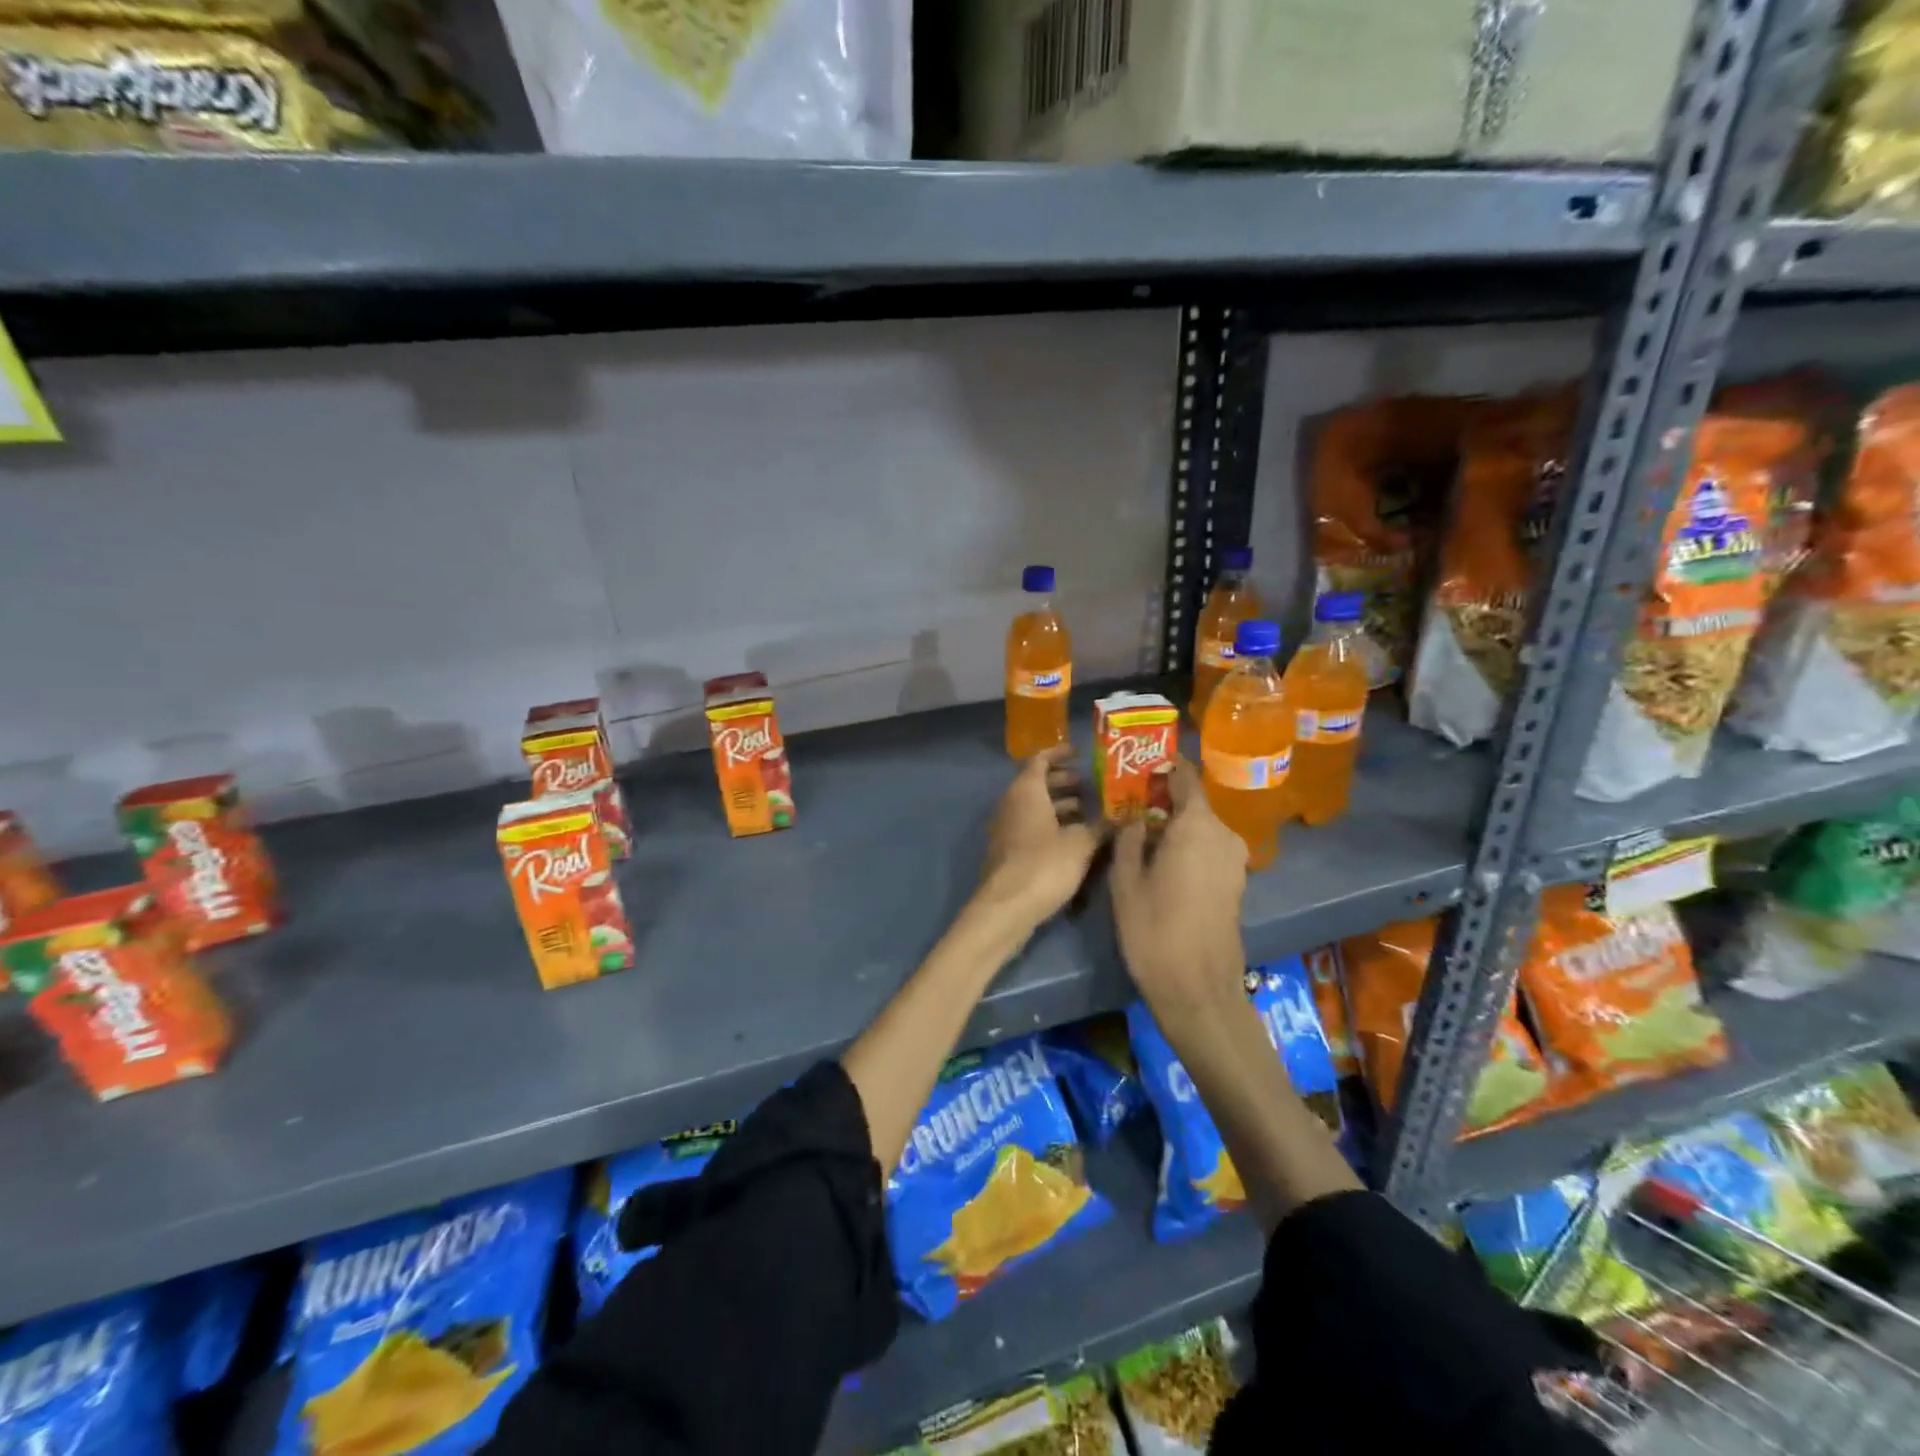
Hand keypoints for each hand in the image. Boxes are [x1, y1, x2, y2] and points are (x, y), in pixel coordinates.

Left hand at [977, 745, 1106, 928]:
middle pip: (1036, 783)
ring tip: (1089, 812)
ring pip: (1034, 807)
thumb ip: (1101, 827)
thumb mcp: (1081, 843)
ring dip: (1059, 806)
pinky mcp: (1008, 851)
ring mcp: (1007, 828)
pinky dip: (1051, 825)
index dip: (1060, 753)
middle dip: (1063, 782)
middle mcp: (1011, 803)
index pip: (1040, 759)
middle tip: (1090, 786)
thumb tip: (1122, 818)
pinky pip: (1031, 826)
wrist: (1007, 907)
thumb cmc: (1044, 865)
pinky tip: (1074, 839)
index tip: (1080, 753)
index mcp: (1026, 791)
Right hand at [1110, 757, 1247, 1003]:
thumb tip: (1134, 818)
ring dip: (1177, 824)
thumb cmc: (1154, 930)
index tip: (1142, 764)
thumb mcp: (1126, 880)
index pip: (1186, 777)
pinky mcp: (1236, 883)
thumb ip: (1129, 839)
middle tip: (1132, 802)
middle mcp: (1223, 835)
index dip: (1165, 766)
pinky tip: (1164, 860)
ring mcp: (1234, 860)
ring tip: (1143, 832)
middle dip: (1165, 799)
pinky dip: (1189, 845)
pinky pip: (1210, 848)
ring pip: (1202, 827)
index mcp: (1197, 826)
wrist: (1197, 989)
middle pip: (1195, 802)